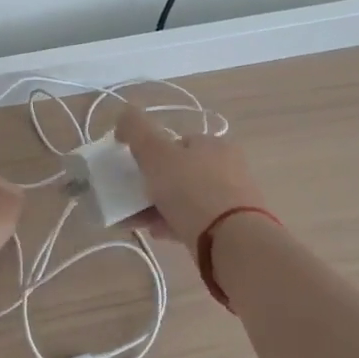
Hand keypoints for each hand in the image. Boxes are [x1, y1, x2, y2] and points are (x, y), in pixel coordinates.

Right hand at [114, 107, 270, 256]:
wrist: (233, 243)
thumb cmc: (191, 190)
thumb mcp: (156, 153)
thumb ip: (136, 130)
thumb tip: (124, 114)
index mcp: (215, 144)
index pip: (178, 142)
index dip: (152, 153)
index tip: (136, 170)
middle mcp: (229, 168)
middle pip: (181, 172)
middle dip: (154, 185)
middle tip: (134, 197)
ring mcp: (234, 200)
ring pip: (187, 199)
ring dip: (161, 207)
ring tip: (138, 220)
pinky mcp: (234, 229)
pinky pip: (197, 222)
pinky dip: (175, 224)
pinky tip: (158, 233)